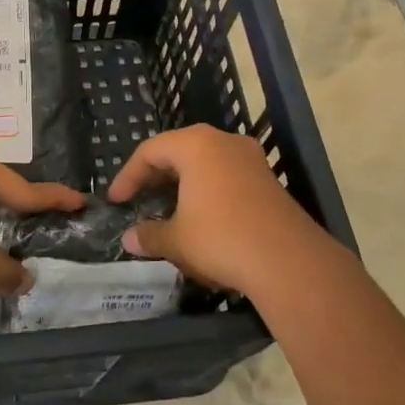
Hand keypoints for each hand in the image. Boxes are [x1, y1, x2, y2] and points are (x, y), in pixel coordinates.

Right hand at [106, 125, 335, 297]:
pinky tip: (201, 218)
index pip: (150, 150)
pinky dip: (206, 191)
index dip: (128, 175)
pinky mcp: (268, 181)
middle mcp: (224, 142)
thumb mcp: (177, 239)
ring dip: (182, 185)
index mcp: (196, 145)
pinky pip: (226, 177)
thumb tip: (129, 239)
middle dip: (155, 177)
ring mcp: (251, 159)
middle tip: (138, 200)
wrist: (289, 262)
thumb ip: (149, 235)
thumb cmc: (221, 238)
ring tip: (167, 209)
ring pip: (205, 164)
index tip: (116, 200)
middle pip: (179, 151)